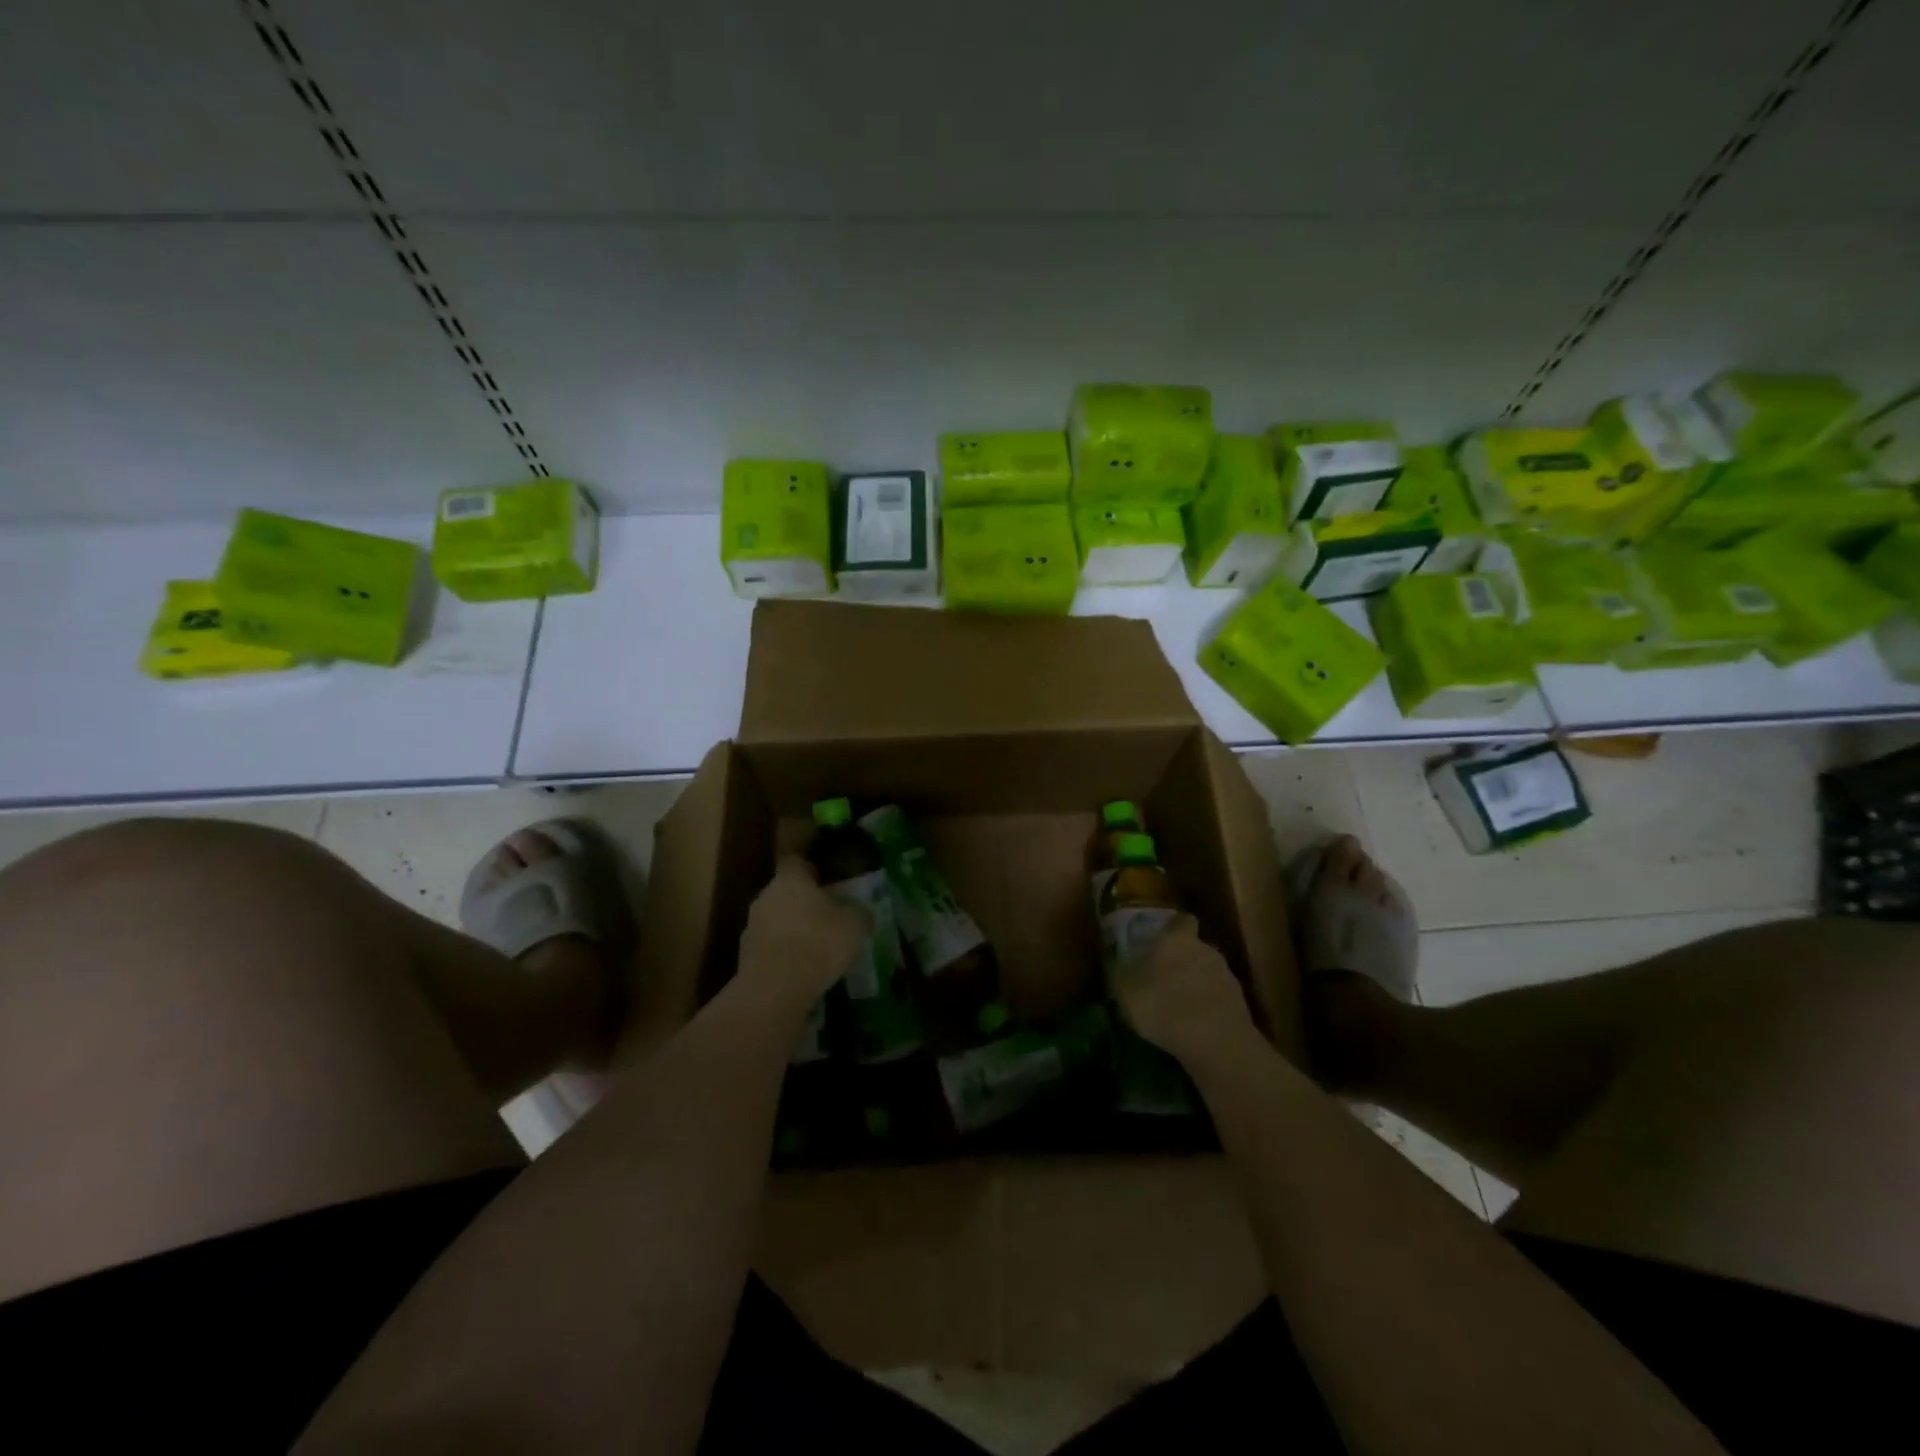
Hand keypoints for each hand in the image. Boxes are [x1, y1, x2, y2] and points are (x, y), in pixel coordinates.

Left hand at [737, 855, 870, 1009]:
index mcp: (790, 879)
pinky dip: (782, 954)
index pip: (795, 862)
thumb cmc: (818, 943)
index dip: (809, 870)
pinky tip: (799, 970)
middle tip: (824, 917)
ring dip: (790, 929)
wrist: (775, 989)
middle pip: (783, 892)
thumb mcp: (854, 926)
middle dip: (801, 902)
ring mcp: (751, 926)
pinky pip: (768, 947)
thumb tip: (862, 913)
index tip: (823, 881)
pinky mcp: (745, 956)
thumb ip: (858, 914)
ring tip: (813, 947)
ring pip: (774, 920)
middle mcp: (765, 896)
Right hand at [1111, 915, 1255, 1067]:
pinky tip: (1194, 1026)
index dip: (1173, 928)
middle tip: (1164, 977)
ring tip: (1178, 1007)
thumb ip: (1123, 971)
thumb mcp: (1126, 989)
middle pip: (1196, 948)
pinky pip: (1218, 999)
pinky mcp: (1239, 1005)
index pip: (1181, 921)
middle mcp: (1206, 950)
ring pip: (1208, 974)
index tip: (1162, 938)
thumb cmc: (1163, 1005)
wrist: (1214, 1043)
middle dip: (1183, 960)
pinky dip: (1208, 1007)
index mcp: (1178, 939)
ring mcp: (1227, 977)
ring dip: (1196, 985)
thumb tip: (1120, 962)